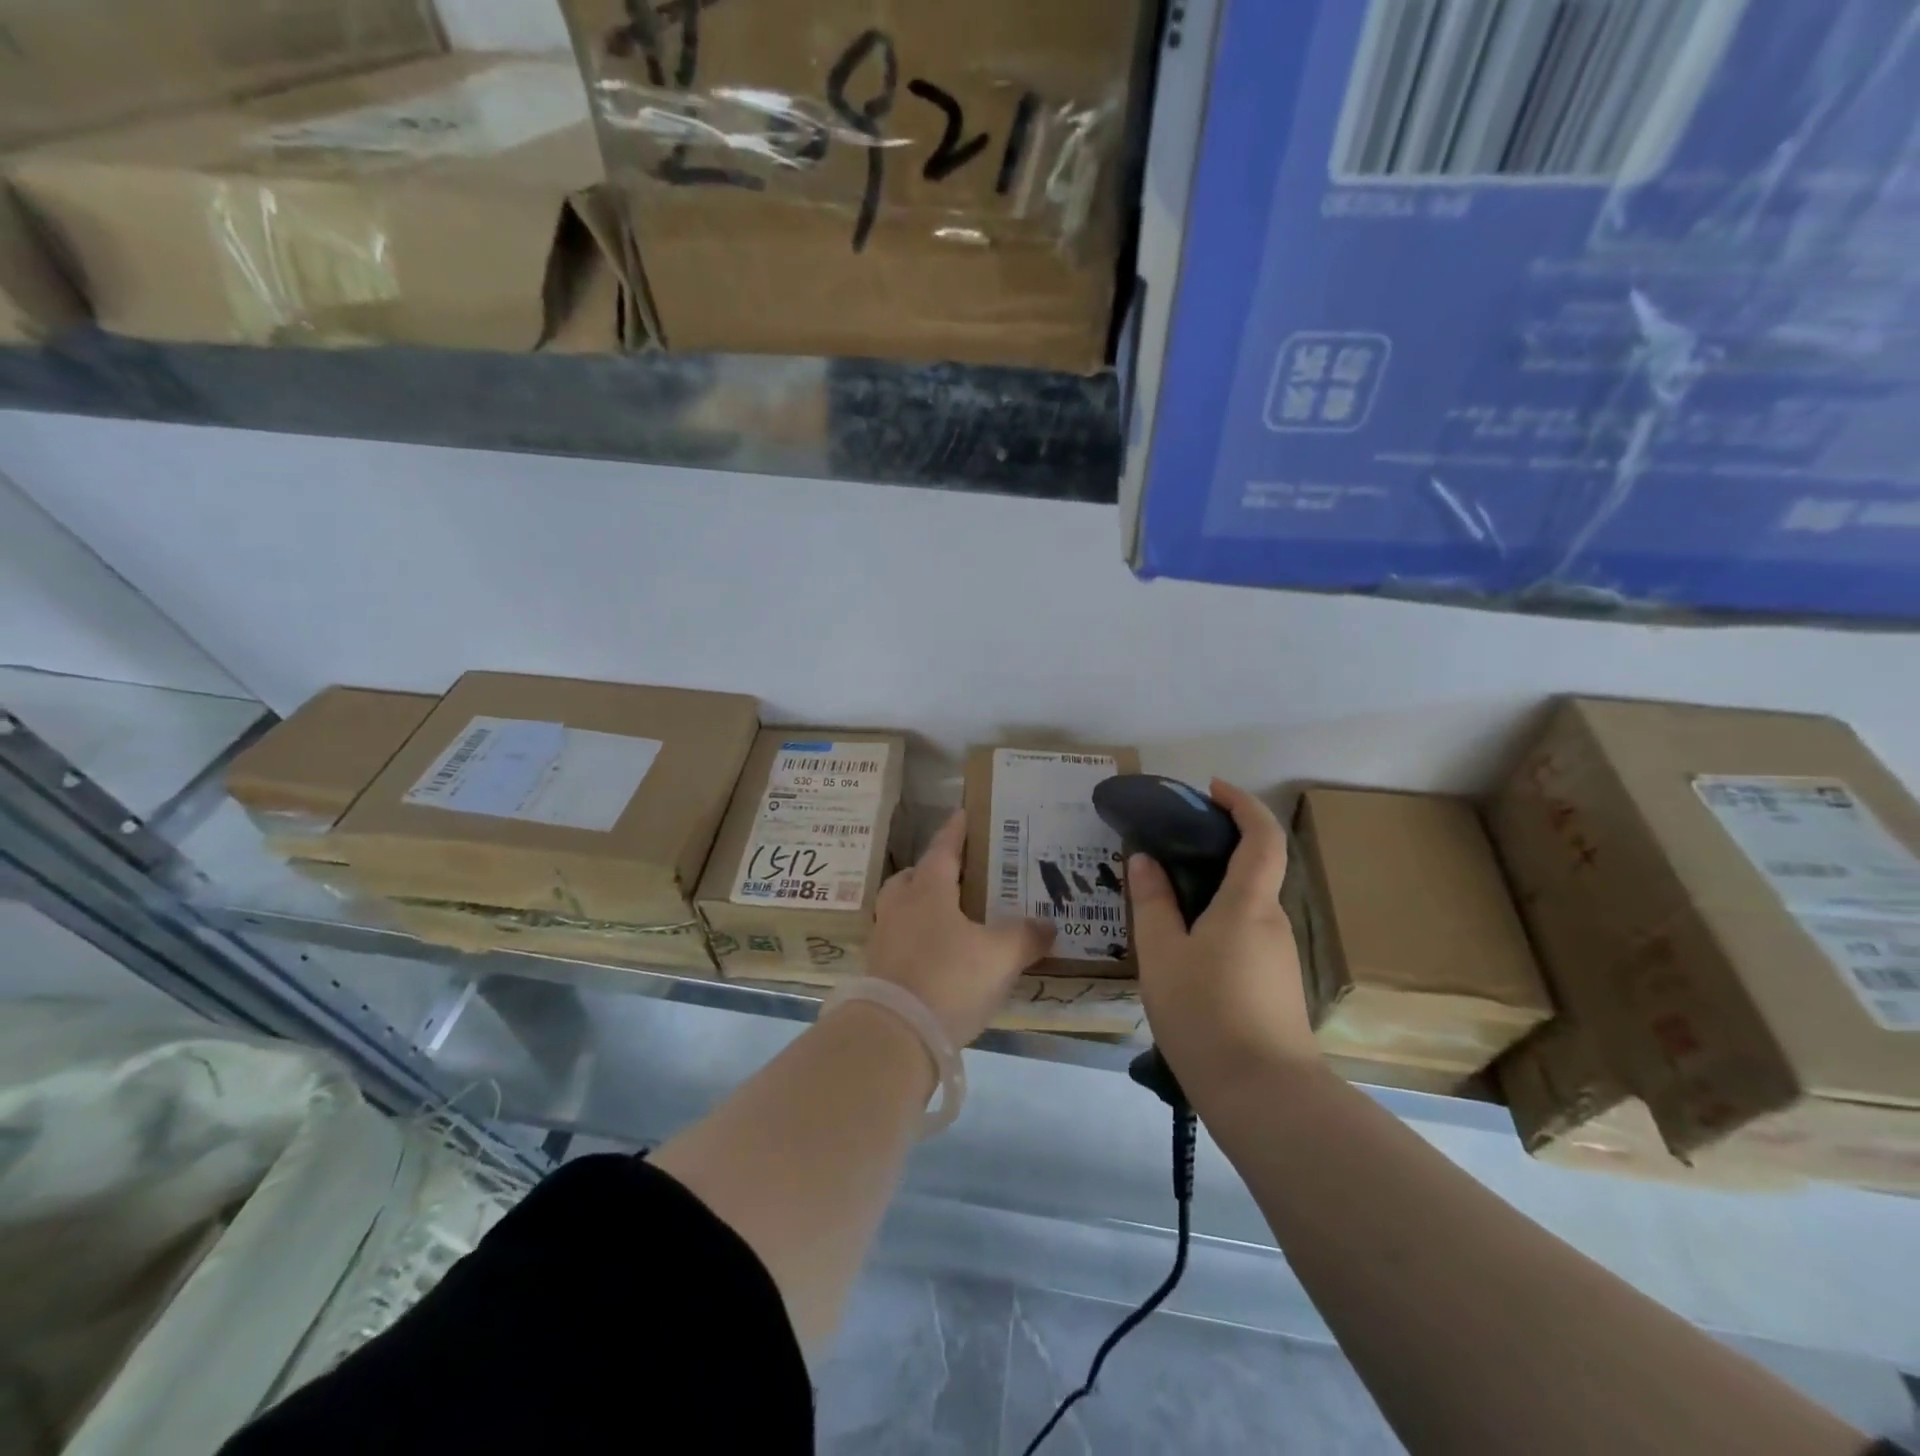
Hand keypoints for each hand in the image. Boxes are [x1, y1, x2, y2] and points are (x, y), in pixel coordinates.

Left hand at [866, 810, 1055, 1046]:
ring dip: (923, 906)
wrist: (895, 1035)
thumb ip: (1026, 936)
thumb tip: (1047, 924)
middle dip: (934, 871)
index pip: (943, 848)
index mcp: (927, 890)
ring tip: (952, 917)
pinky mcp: (878, 970)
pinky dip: (919, 939)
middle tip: (960, 875)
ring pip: (902, 908)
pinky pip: (900, 940)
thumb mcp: (1000, 956)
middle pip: (913, 876)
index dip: (956, 830)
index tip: (963, 813)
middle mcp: (900, 906)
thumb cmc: (949, 979)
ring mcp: (884, 938)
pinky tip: (940, 956)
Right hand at [1128, 780, 1315, 1091]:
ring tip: (1163, 900)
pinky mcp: (1275, 984)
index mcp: (1248, 904)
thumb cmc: (1205, 1013)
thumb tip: (1145, 859)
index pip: (1262, 836)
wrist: (1263, 1096)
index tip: (1210, 790)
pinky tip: (1184, 947)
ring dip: (1213, 889)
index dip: (1242, 804)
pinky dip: (1218, 920)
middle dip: (1217, 847)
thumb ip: (1152, 902)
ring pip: (1246, 905)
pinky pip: (1245, 933)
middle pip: (1254, 868)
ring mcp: (1279, 955)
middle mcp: (1272, 921)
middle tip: (1168, 848)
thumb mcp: (1161, 954)